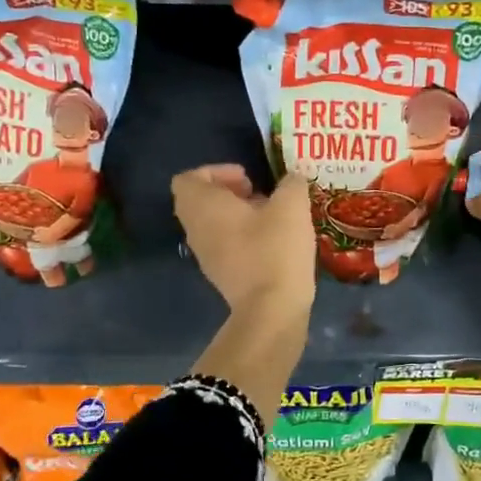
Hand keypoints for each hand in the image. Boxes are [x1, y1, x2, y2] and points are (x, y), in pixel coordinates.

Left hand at [172, 164, 315, 313]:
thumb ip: (292, 184)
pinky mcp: (221, 275)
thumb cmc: (274, 249)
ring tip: (271, 217)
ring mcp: (205, 256)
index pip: (187, 179)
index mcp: (203, 206)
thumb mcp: (292, 206)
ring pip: (212, 224)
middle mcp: (195, 230)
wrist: (271, 309)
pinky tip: (272, 242)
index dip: (215, 171)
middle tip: (258, 194)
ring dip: (237, 215)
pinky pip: (223, 245)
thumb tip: (293, 179)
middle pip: (199, 202)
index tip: (246, 178)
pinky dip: (242, 237)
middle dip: (228, 192)